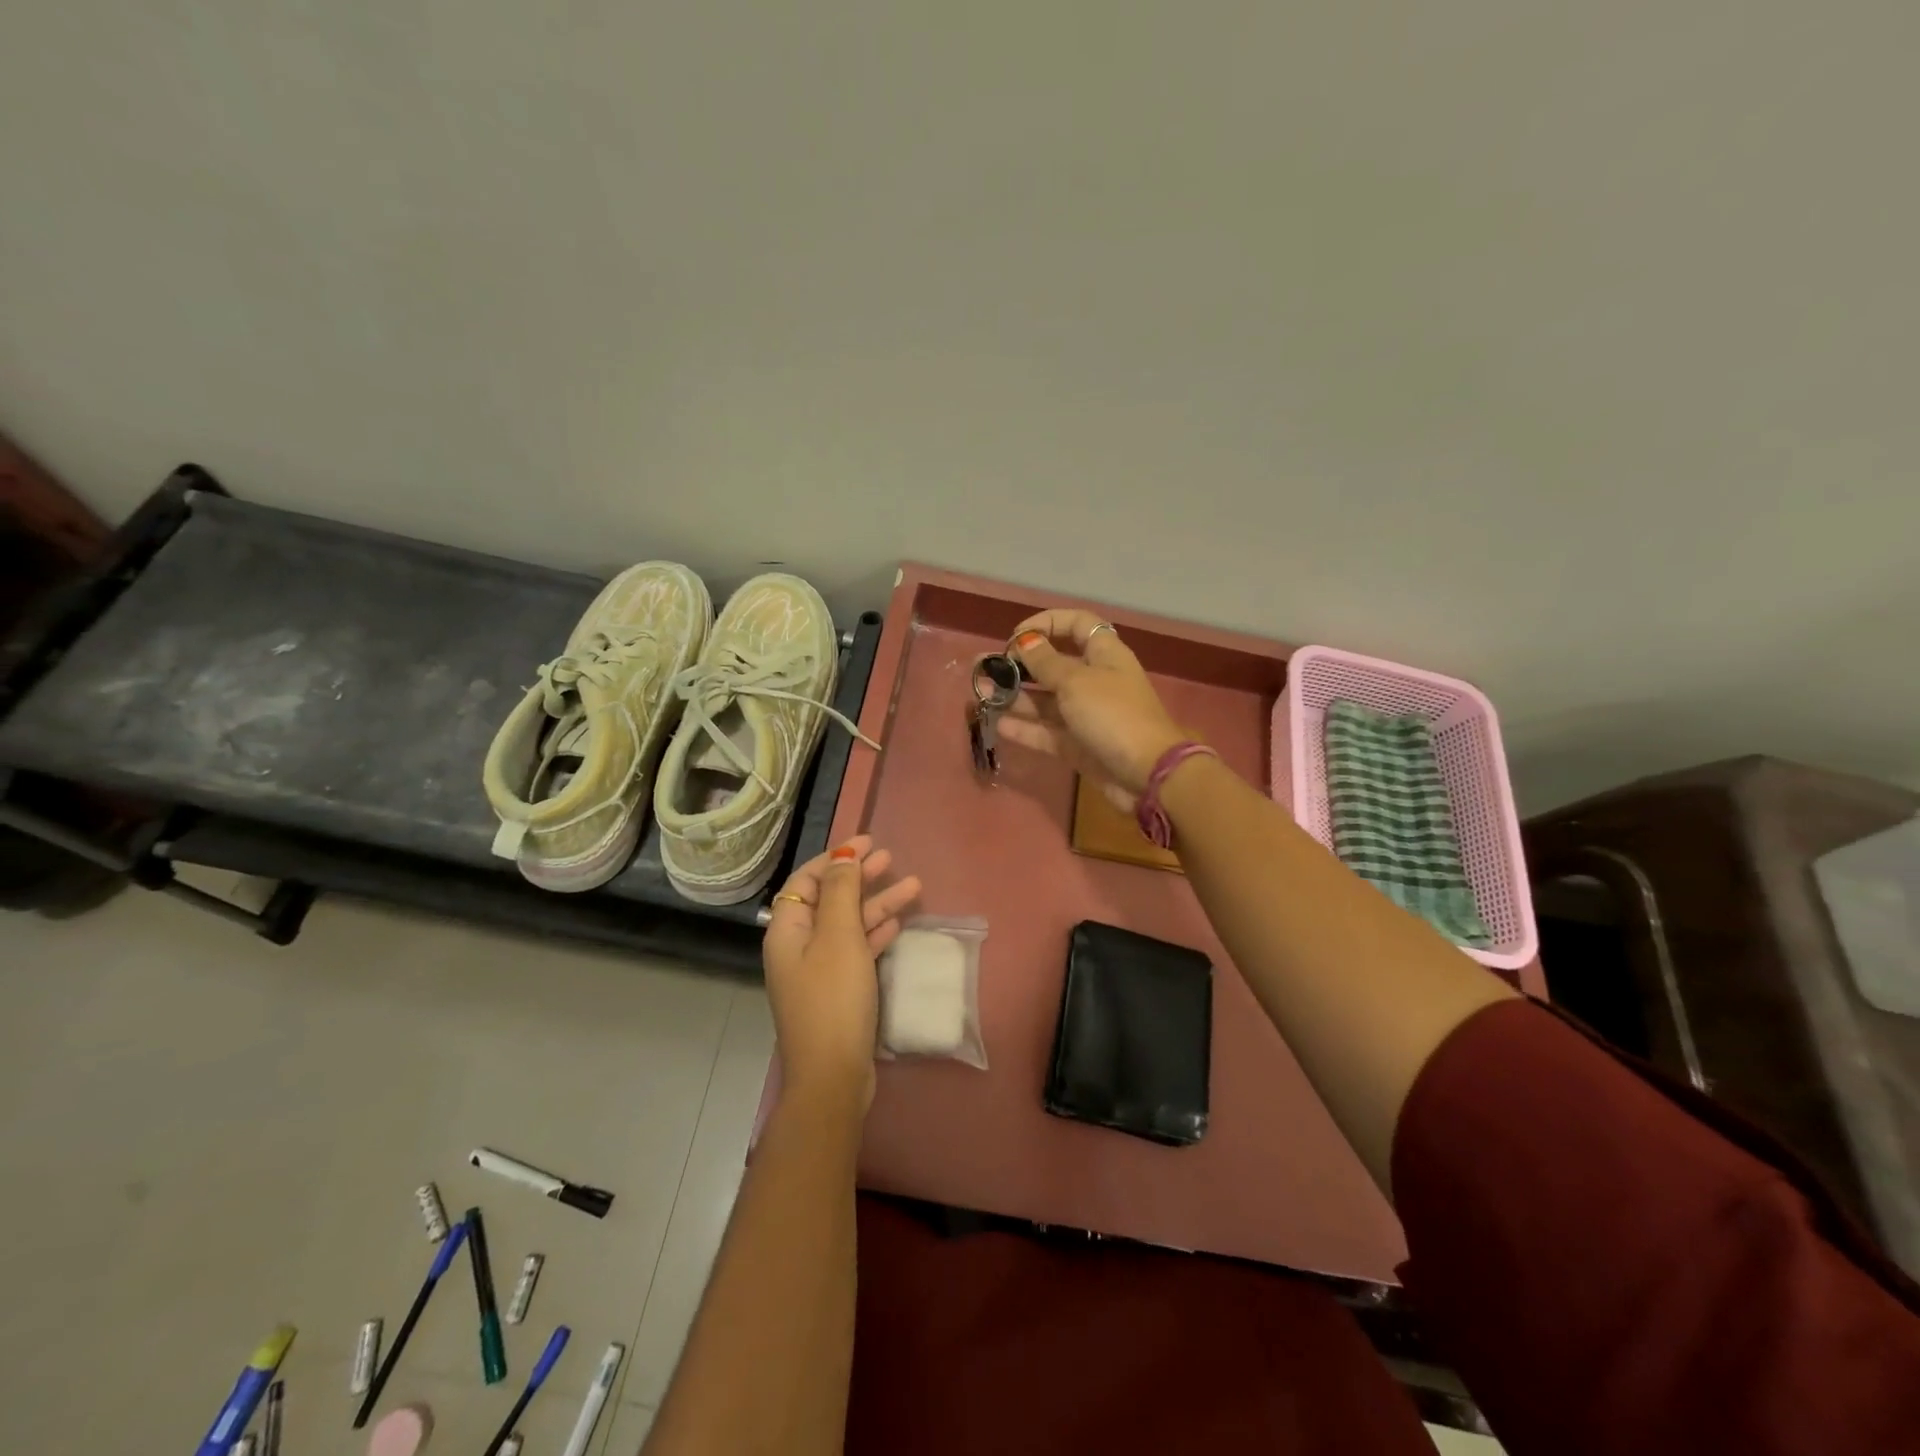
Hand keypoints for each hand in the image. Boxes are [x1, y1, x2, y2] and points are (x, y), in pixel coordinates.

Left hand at [762, 836, 921, 1110]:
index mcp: (788, 930)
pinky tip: (899, 922)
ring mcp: (819, 970)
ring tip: (913, 885)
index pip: (808, 880)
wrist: (833, 1076)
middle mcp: (799, 946)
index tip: (866, 842)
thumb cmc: (833, 999)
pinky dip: (876, 933)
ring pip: (848, 924)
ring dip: (877, 903)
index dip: (835, 858)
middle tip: (890, 857)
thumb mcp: (839, 937)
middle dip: (859, 877)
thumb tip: (843, 856)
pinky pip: (857, 949)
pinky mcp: (838, 990)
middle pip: (830, 899)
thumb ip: (842, 892)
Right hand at [998, 610, 1185, 809]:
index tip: (1017, 636)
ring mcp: (1086, 715)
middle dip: (1020, 664)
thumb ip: (1045, 662)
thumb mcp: (1076, 682)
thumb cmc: (1113, 715)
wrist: (1146, 774)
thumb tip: (1025, 641)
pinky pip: (1047, 731)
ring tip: (981, 692)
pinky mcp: (1078, 745)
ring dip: (1015, 696)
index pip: (1076, 625)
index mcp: (1104, 654)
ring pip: (1046, 700)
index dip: (1047, 623)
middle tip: (985, 667)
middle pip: (1054, 664)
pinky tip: (998, 724)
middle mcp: (1095, 680)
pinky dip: (1025, 727)